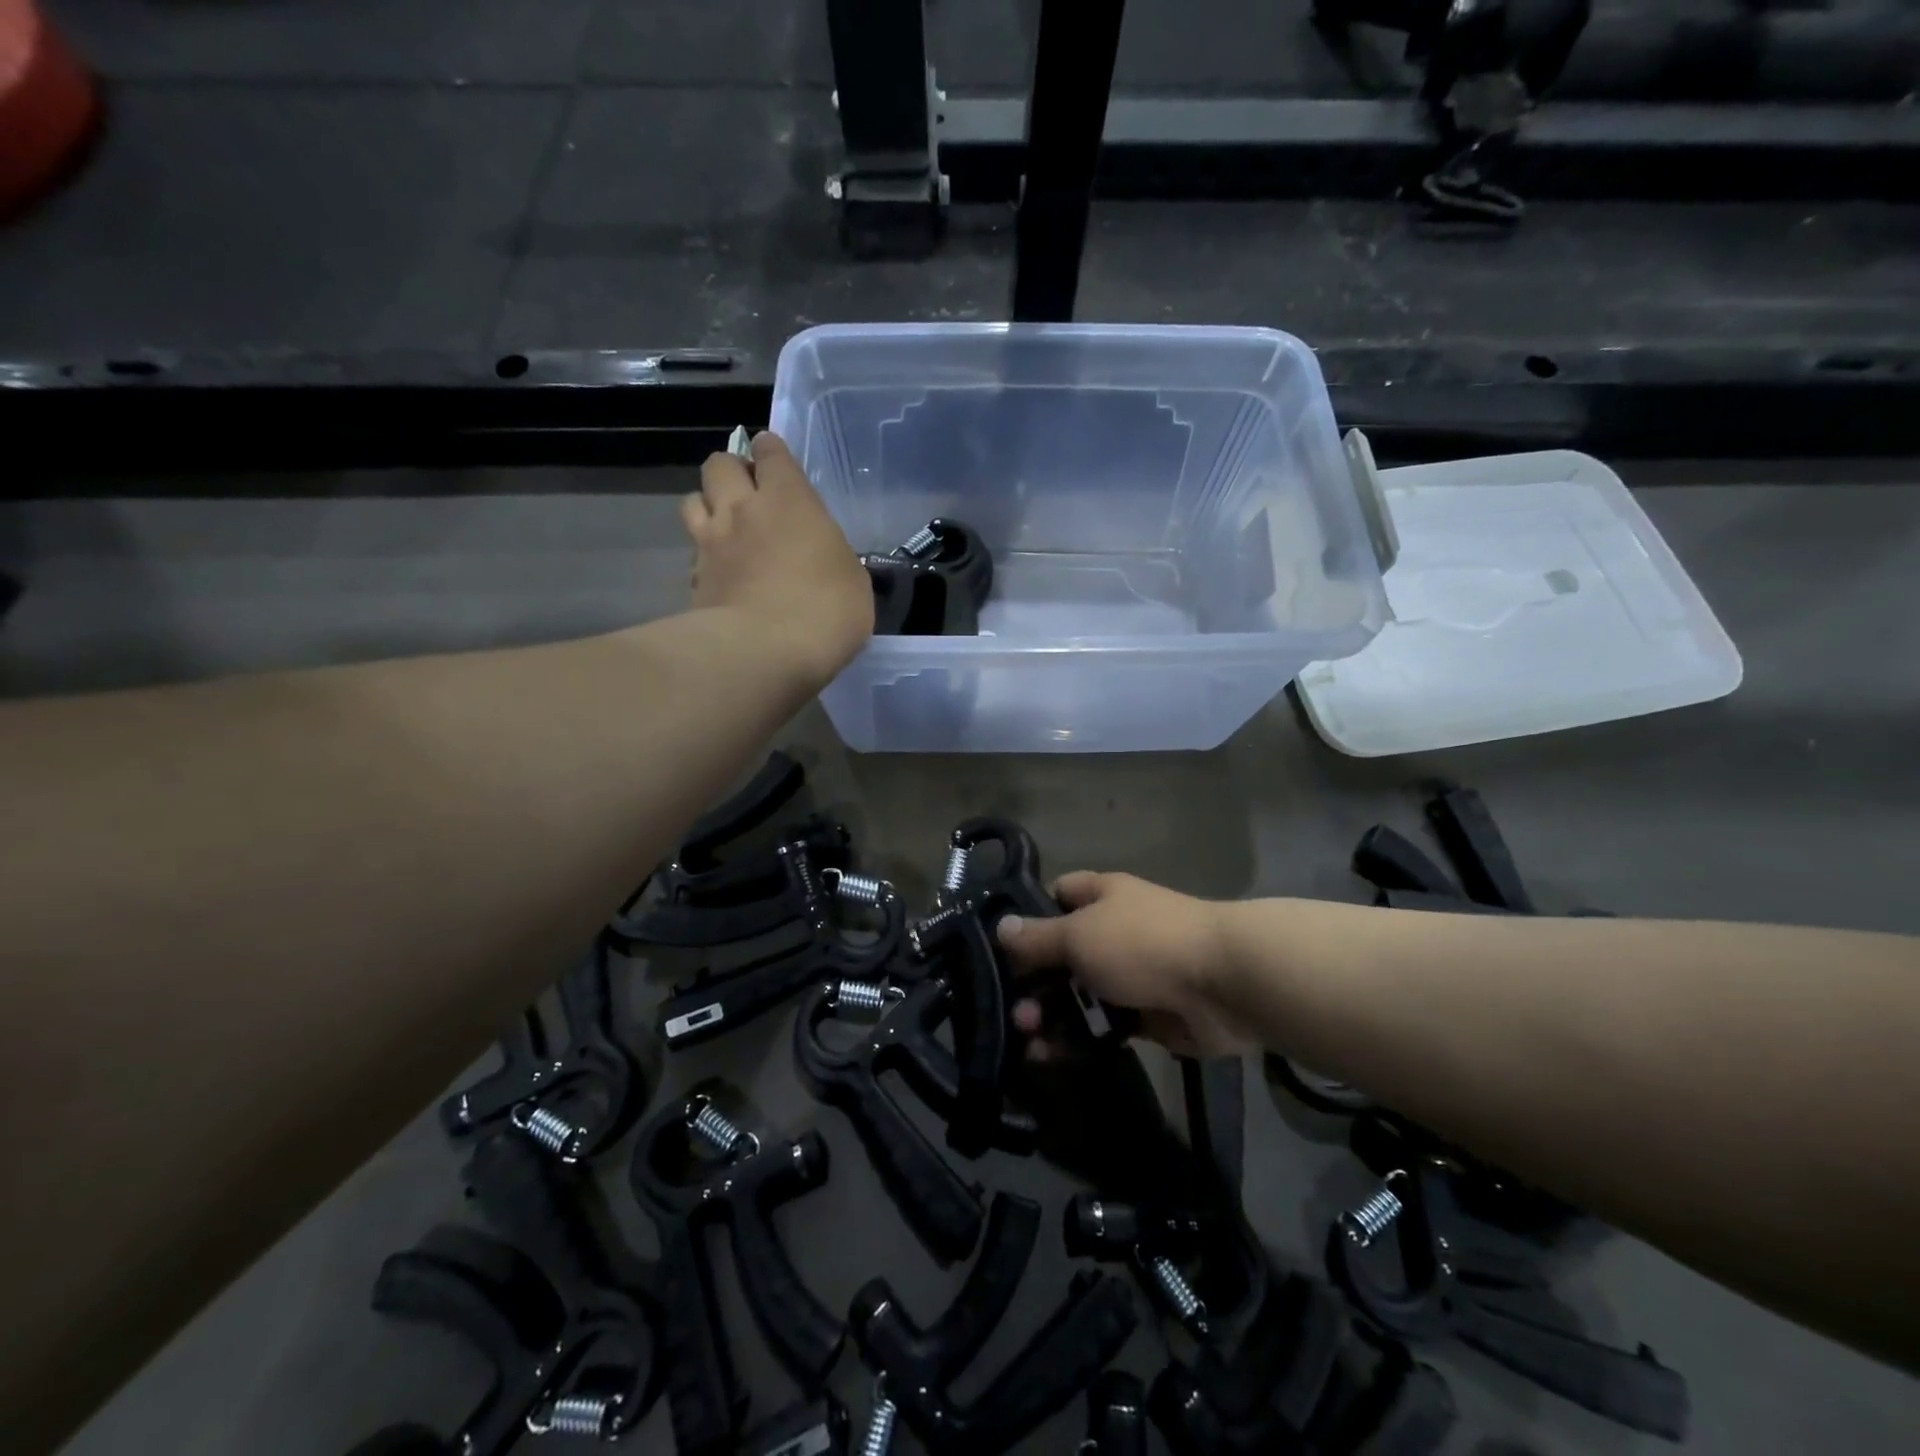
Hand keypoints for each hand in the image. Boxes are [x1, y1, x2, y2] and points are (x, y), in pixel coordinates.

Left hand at [682, 431, 873, 686]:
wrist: (766, 653)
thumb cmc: (826, 611)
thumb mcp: (852, 579)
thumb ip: (830, 555)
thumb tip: (821, 558)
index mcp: (789, 500)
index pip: (771, 452)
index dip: (771, 451)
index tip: (775, 460)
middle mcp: (743, 509)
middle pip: (719, 464)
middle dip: (732, 471)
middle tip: (748, 493)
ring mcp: (711, 543)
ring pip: (692, 500)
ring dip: (708, 505)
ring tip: (725, 526)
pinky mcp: (693, 578)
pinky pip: (692, 552)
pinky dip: (702, 555)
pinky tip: (718, 573)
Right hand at [996, 872, 1255, 1059]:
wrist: (1223, 985)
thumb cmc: (1142, 943)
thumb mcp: (1079, 934)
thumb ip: (1037, 938)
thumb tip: (1001, 927)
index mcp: (1101, 896)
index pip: (1057, 896)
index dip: (1029, 917)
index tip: (1002, 949)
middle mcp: (1114, 931)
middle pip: (1063, 953)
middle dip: (1034, 981)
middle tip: (1014, 1011)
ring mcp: (1132, 975)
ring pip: (1080, 994)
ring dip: (1051, 1016)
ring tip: (1029, 1039)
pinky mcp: (1147, 1016)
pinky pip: (1103, 1027)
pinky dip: (1079, 1040)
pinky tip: (1054, 1056)